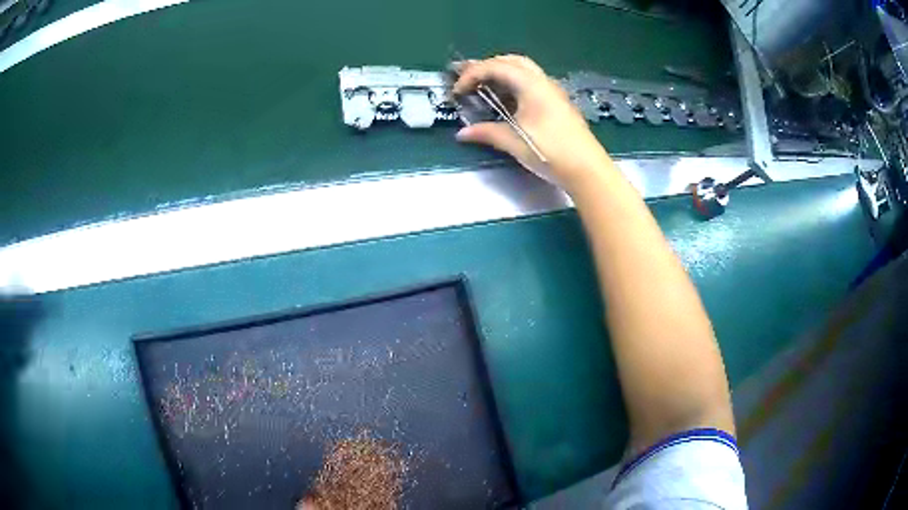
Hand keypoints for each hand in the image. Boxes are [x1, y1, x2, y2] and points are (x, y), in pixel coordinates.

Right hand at [453, 55, 611, 188]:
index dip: (472, 74)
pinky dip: (513, 84)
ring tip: (484, 86)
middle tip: (469, 79)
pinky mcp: (557, 103)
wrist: (587, 169)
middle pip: (511, 61)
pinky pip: (531, 82)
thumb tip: (463, 133)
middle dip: (487, 66)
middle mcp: (543, 81)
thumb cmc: (550, 152)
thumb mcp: (514, 142)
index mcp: (531, 85)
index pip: (496, 67)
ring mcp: (553, 91)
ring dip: (501, 73)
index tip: (458, 91)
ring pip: (523, 70)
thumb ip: (487, 133)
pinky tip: (506, 100)